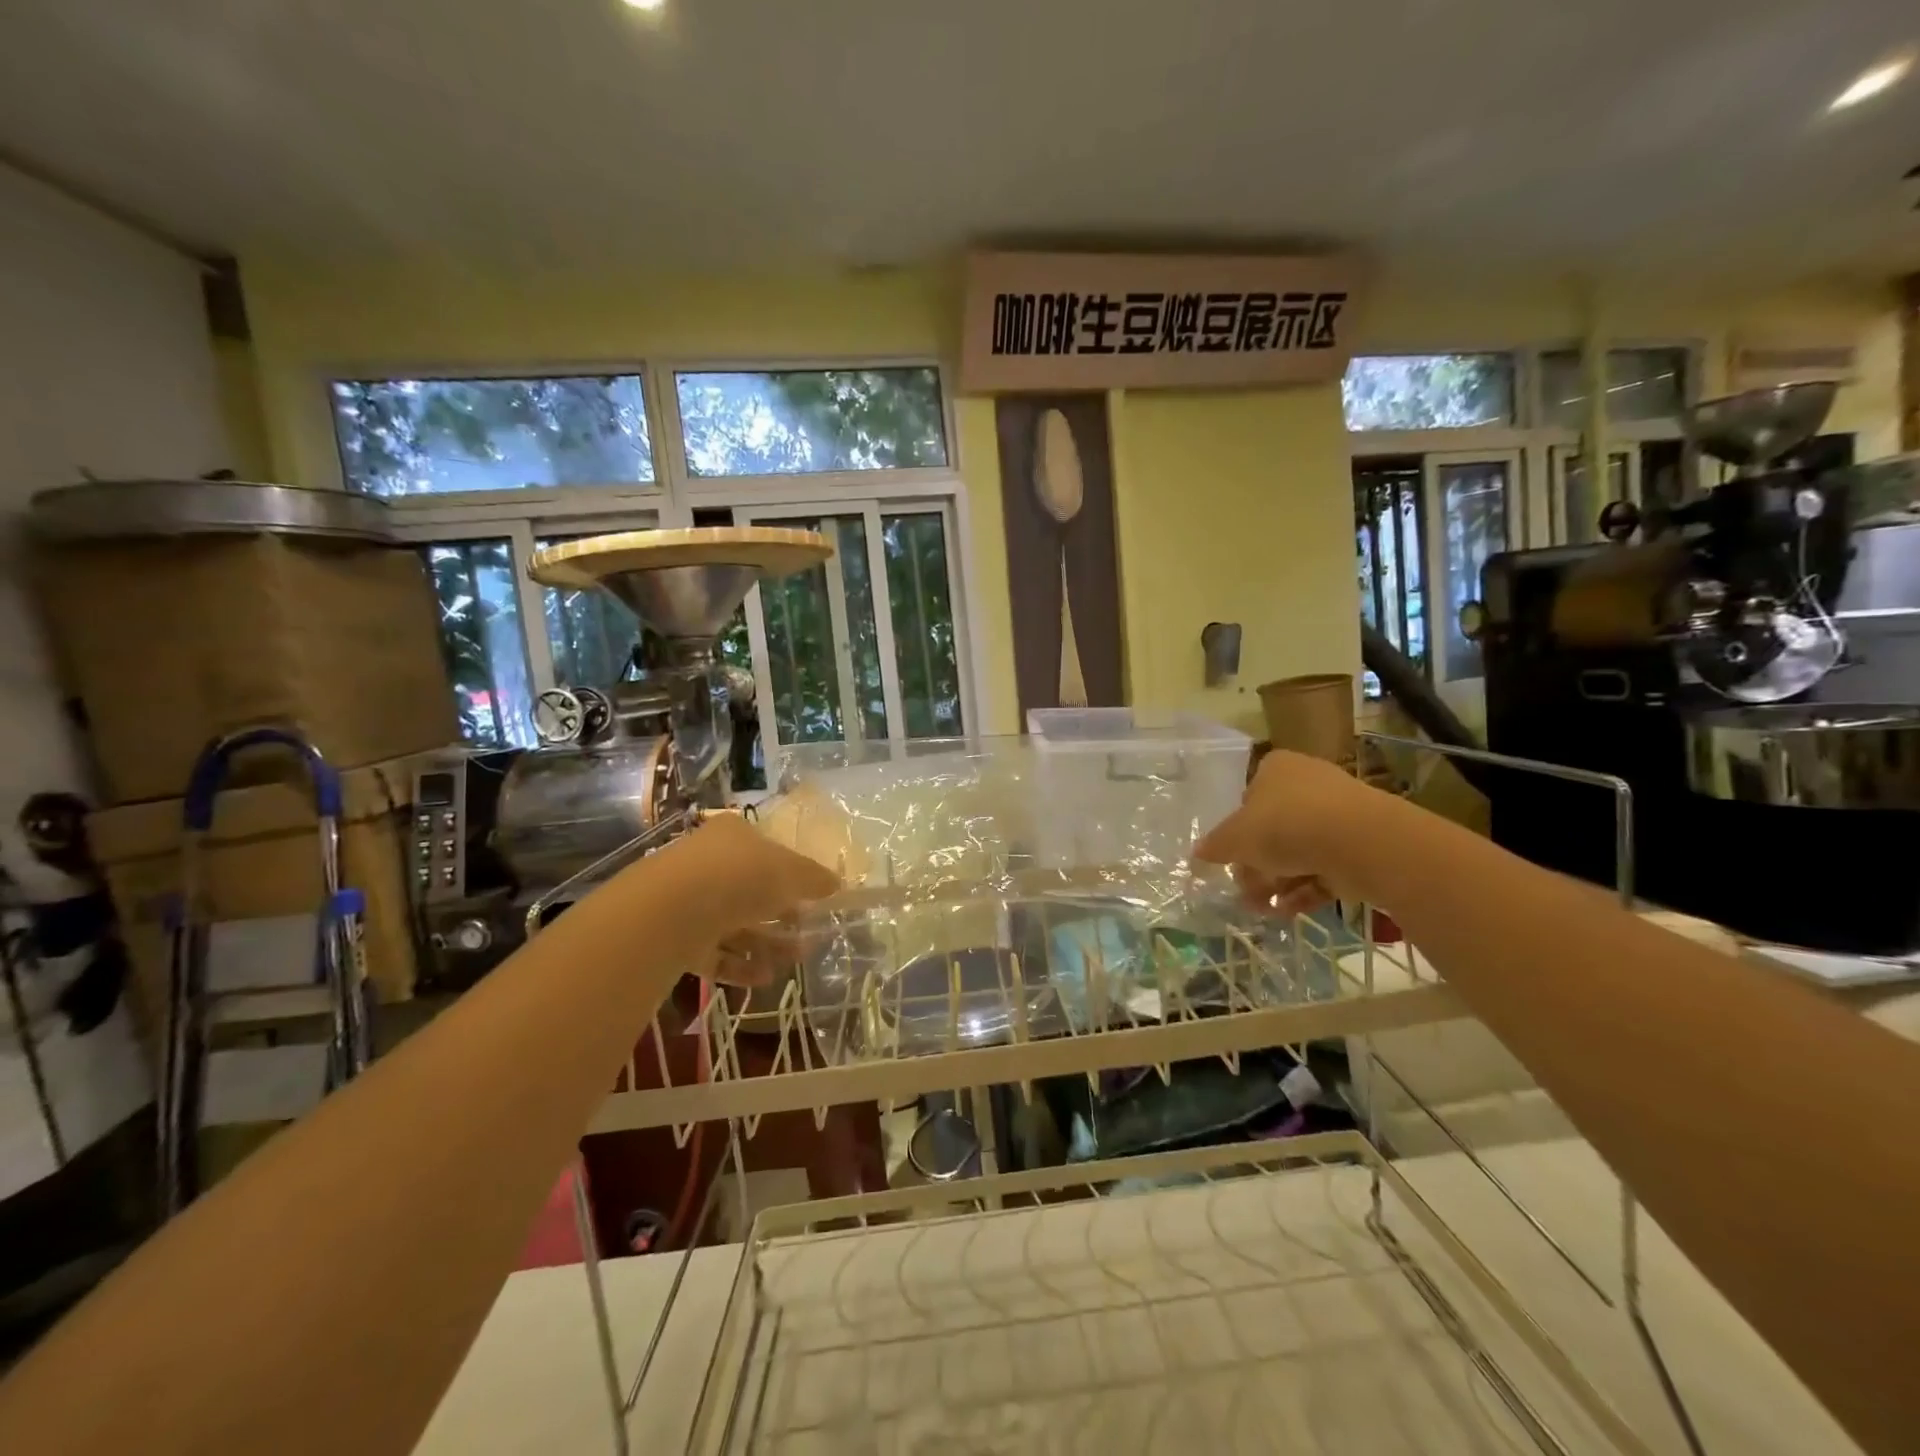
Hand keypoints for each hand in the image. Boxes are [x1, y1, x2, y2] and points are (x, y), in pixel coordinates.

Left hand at [657, 813, 841, 985]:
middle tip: (808, 933)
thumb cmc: (739, 876)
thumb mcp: (790, 872)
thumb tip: (836, 883)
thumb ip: (814, 878)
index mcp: (733, 835)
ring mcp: (688, 901)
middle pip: (750, 889)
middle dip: (781, 914)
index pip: (766, 850)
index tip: (812, 897)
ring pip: (734, 923)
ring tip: (794, 961)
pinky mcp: (675, 937)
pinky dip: (739, 964)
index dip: (791, 873)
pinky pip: (713, 952)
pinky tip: (765, 978)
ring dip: (765, 943)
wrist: (671, 912)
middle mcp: (708, 862)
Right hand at [1193, 749, 1393, 916]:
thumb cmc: (1285, 825)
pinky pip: (1323, 868)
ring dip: (1276, 881)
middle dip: (1255, 863)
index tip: (1230, 854)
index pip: (1248, 795)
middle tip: (1242, 889)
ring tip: (1260, 909)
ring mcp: (1338, 815)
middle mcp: (1308, 784)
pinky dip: (1303, 890)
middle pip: (1273, 827)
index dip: (1236, 826)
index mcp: (1276, 768)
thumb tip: (1197, 855)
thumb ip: (1215, 846)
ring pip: (1298, 851)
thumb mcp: (1235, 838)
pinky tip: (1285, 912)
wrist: (1360, 842)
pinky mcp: (1359, 845)